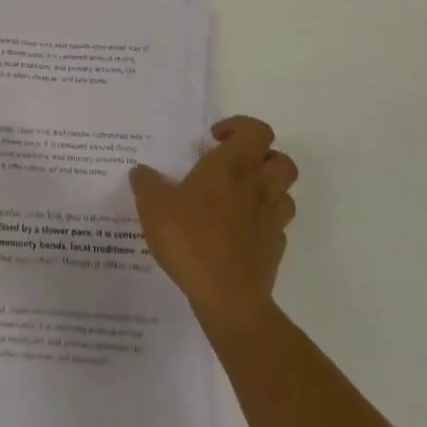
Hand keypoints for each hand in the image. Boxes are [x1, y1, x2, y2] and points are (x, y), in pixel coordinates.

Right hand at [130, 115, 298, 330]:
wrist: (228, 298)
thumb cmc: (191, 240)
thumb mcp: (153, 206)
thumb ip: (146, 183)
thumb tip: (142, 171)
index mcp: (231, 167)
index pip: (256, 131)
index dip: (240, 127)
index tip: (214, 139)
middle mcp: (257, 186)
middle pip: (281, 159)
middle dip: (262, 157)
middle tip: (233, 166)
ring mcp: (271, 219)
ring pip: (285, 192)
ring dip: (267, 188)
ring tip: (239, 197)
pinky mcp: (276, 249)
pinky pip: (277, 225)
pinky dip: (263, 222)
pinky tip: (240, 231)